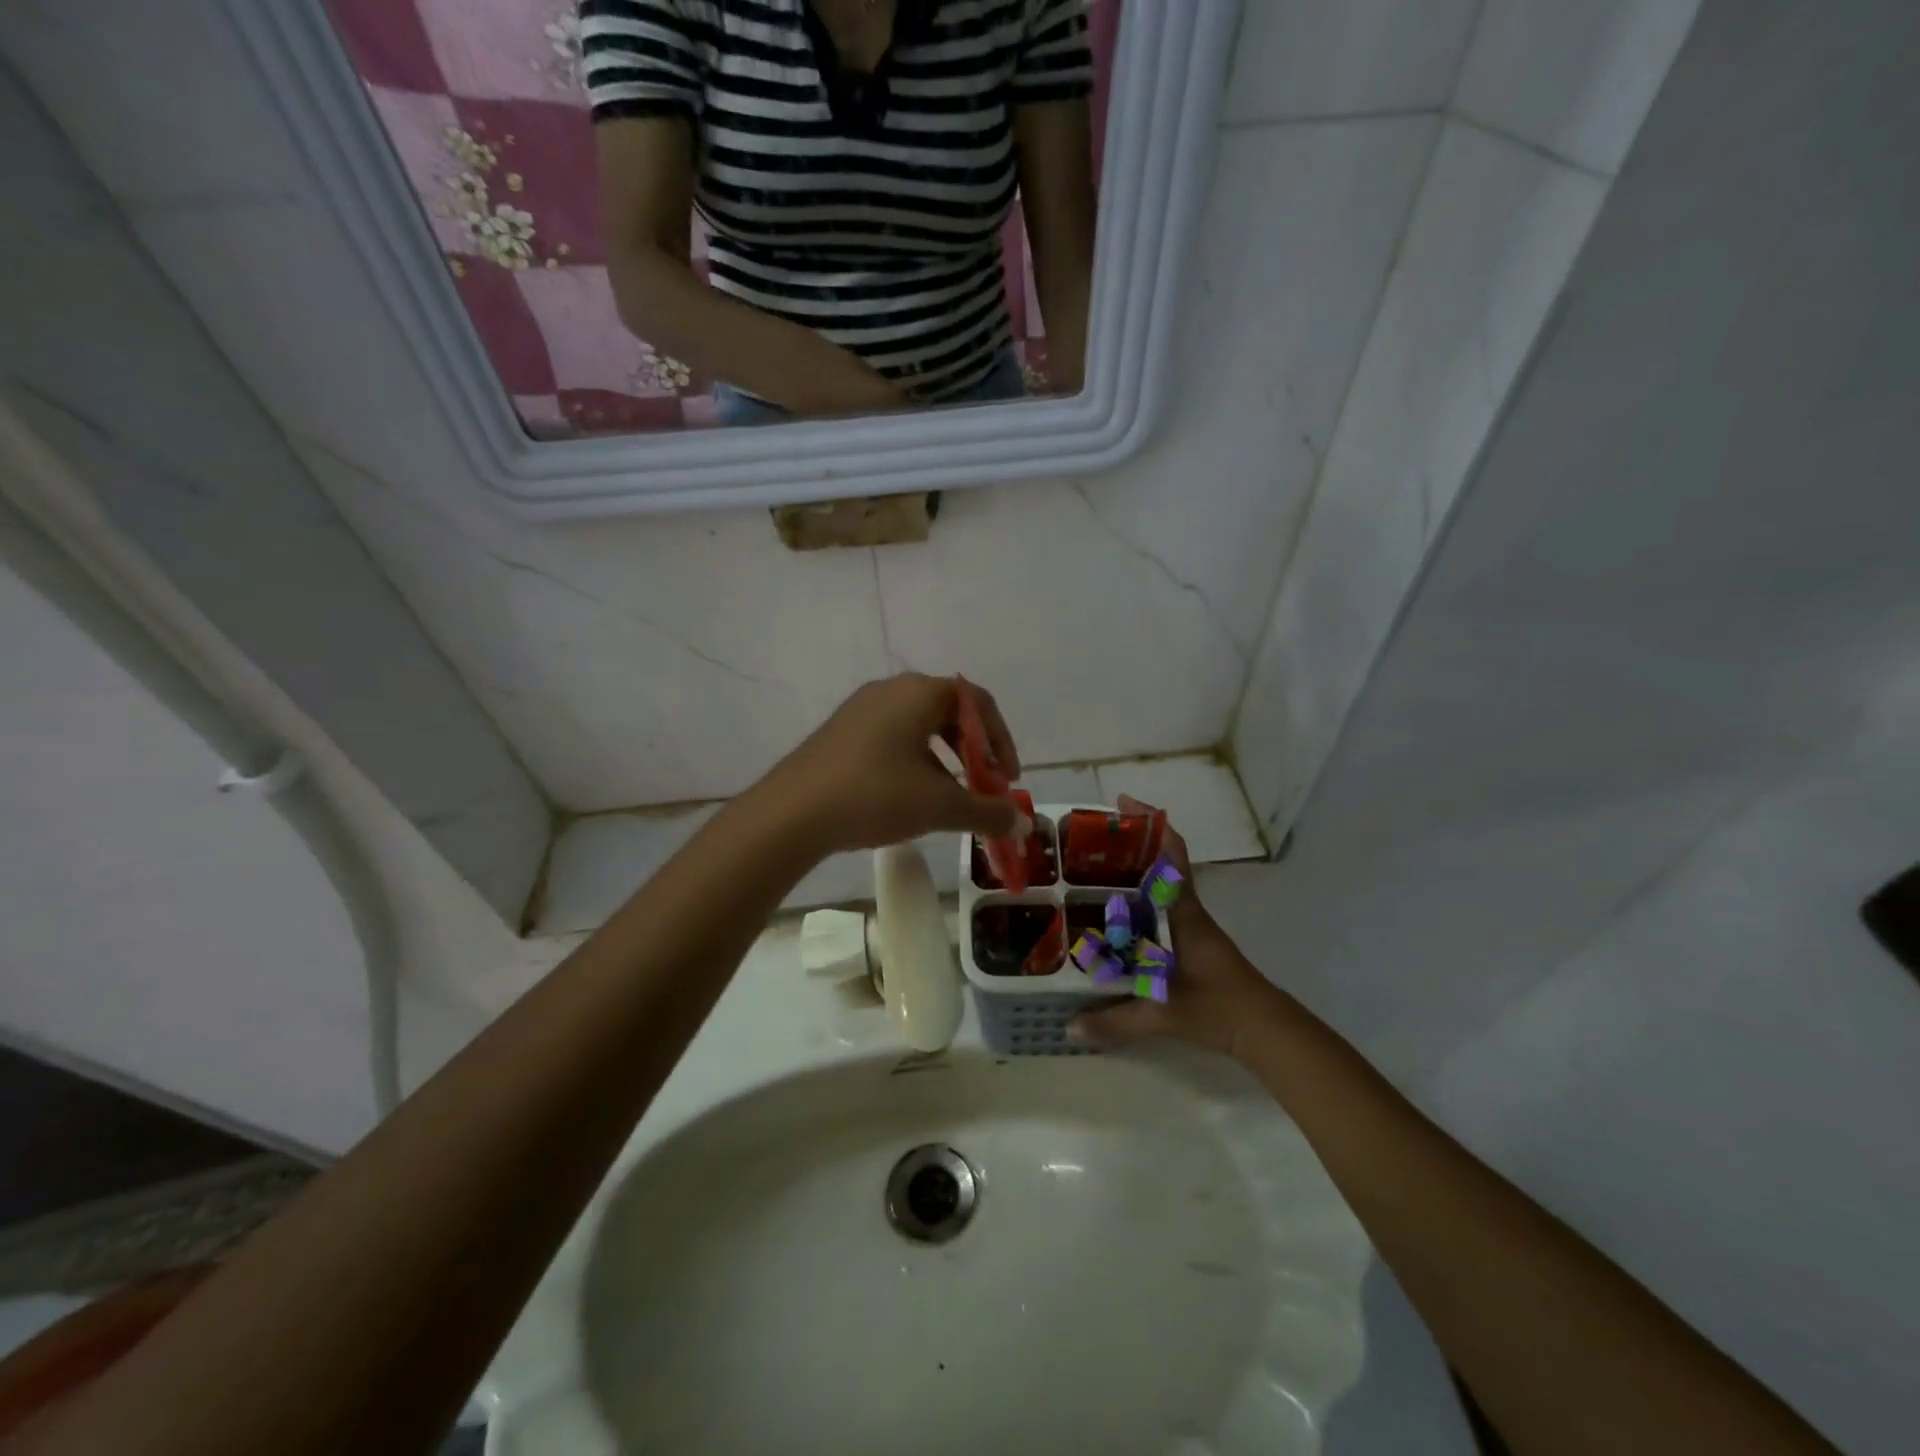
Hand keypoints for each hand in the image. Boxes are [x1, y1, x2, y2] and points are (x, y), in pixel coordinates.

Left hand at [760, 675, 1025, 855]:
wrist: (792, 813)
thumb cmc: (876, 795)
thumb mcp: (939, 806)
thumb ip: (986, 812)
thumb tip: (1022, 825)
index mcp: (920, 692)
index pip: (978, 702)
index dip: (1002, 739)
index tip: (1008, 778)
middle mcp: (892, 690)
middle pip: (950, 712)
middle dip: (975, 752)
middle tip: (983, 787)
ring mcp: (862, 709)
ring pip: (920, 727)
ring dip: (946, 760)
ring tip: (950, 798)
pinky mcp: (842, 731)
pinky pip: (893, 737)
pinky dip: (916, 762)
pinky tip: (910, 798)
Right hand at [1072, 797, 1284, 1060]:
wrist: (1265, 1029)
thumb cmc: (1219, 1008)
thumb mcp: (1164, 1014)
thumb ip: (1116, 1021)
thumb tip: (1069, 1025)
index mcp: (1183, 914)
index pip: (1172, 856)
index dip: (1151, 824)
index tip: (1123, 803)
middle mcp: (1186, 912)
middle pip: (1159, 863)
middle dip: (1127, 845)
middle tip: (1085, 840)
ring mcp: (1190, 927)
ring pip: (1158, 886)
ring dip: (1130, 872)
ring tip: (1087, 871)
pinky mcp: (1189, 944)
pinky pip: (1158, 909)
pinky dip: (1136, 902)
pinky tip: (1111, 916)